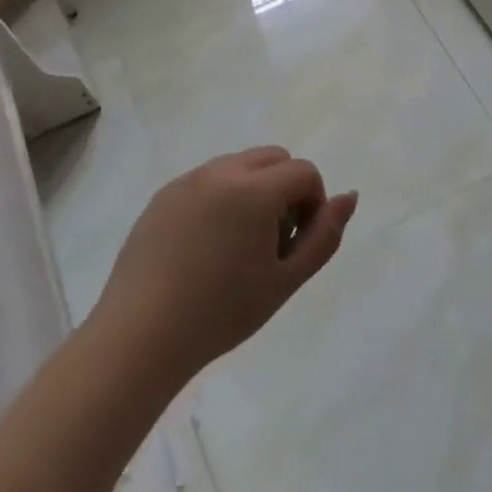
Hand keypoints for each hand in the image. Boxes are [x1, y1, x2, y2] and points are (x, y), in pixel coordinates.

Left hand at [89, 147, 358, 389]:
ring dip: (253, 191)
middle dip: (285, 189)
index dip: (313, 204)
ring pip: (238, 166)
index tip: (296, 243)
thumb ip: (325, 235)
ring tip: (238, 247)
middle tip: (272, 241)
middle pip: (273, 157)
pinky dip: (220, 199)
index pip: (304, 171)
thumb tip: (350, 197)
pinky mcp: (162, 196)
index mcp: (253, 189)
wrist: (142, 334)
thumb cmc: (223, 312)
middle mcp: (219, 172)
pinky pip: (206, 181)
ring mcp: (186, 181)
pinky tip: (205, 248)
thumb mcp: (286, 279)